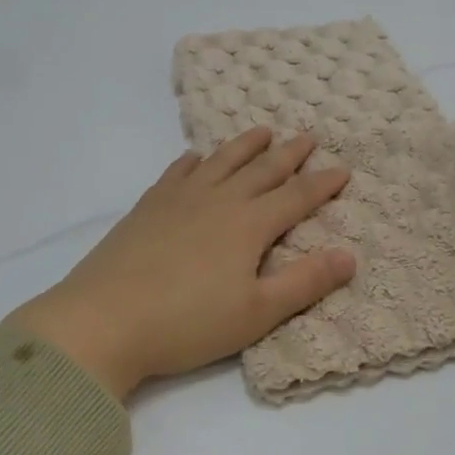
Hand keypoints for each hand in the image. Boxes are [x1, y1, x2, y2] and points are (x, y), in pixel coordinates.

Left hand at [6, 128, 355, 399]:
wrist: (104, 319)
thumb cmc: (187, 323)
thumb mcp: (257, 313)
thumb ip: (305, 282)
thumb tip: (350, 256)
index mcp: (249, 225)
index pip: (296, 197)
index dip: (322, 183)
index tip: (343, 168)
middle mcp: (218, 200)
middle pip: (262, 170)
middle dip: (289, 154)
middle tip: (308, 136)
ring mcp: (179, 199)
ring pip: (221, 162)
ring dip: (245, 145)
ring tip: (262, 131)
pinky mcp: (148, 206)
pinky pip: (177, 171)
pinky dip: (193, 160)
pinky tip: (195, 157)